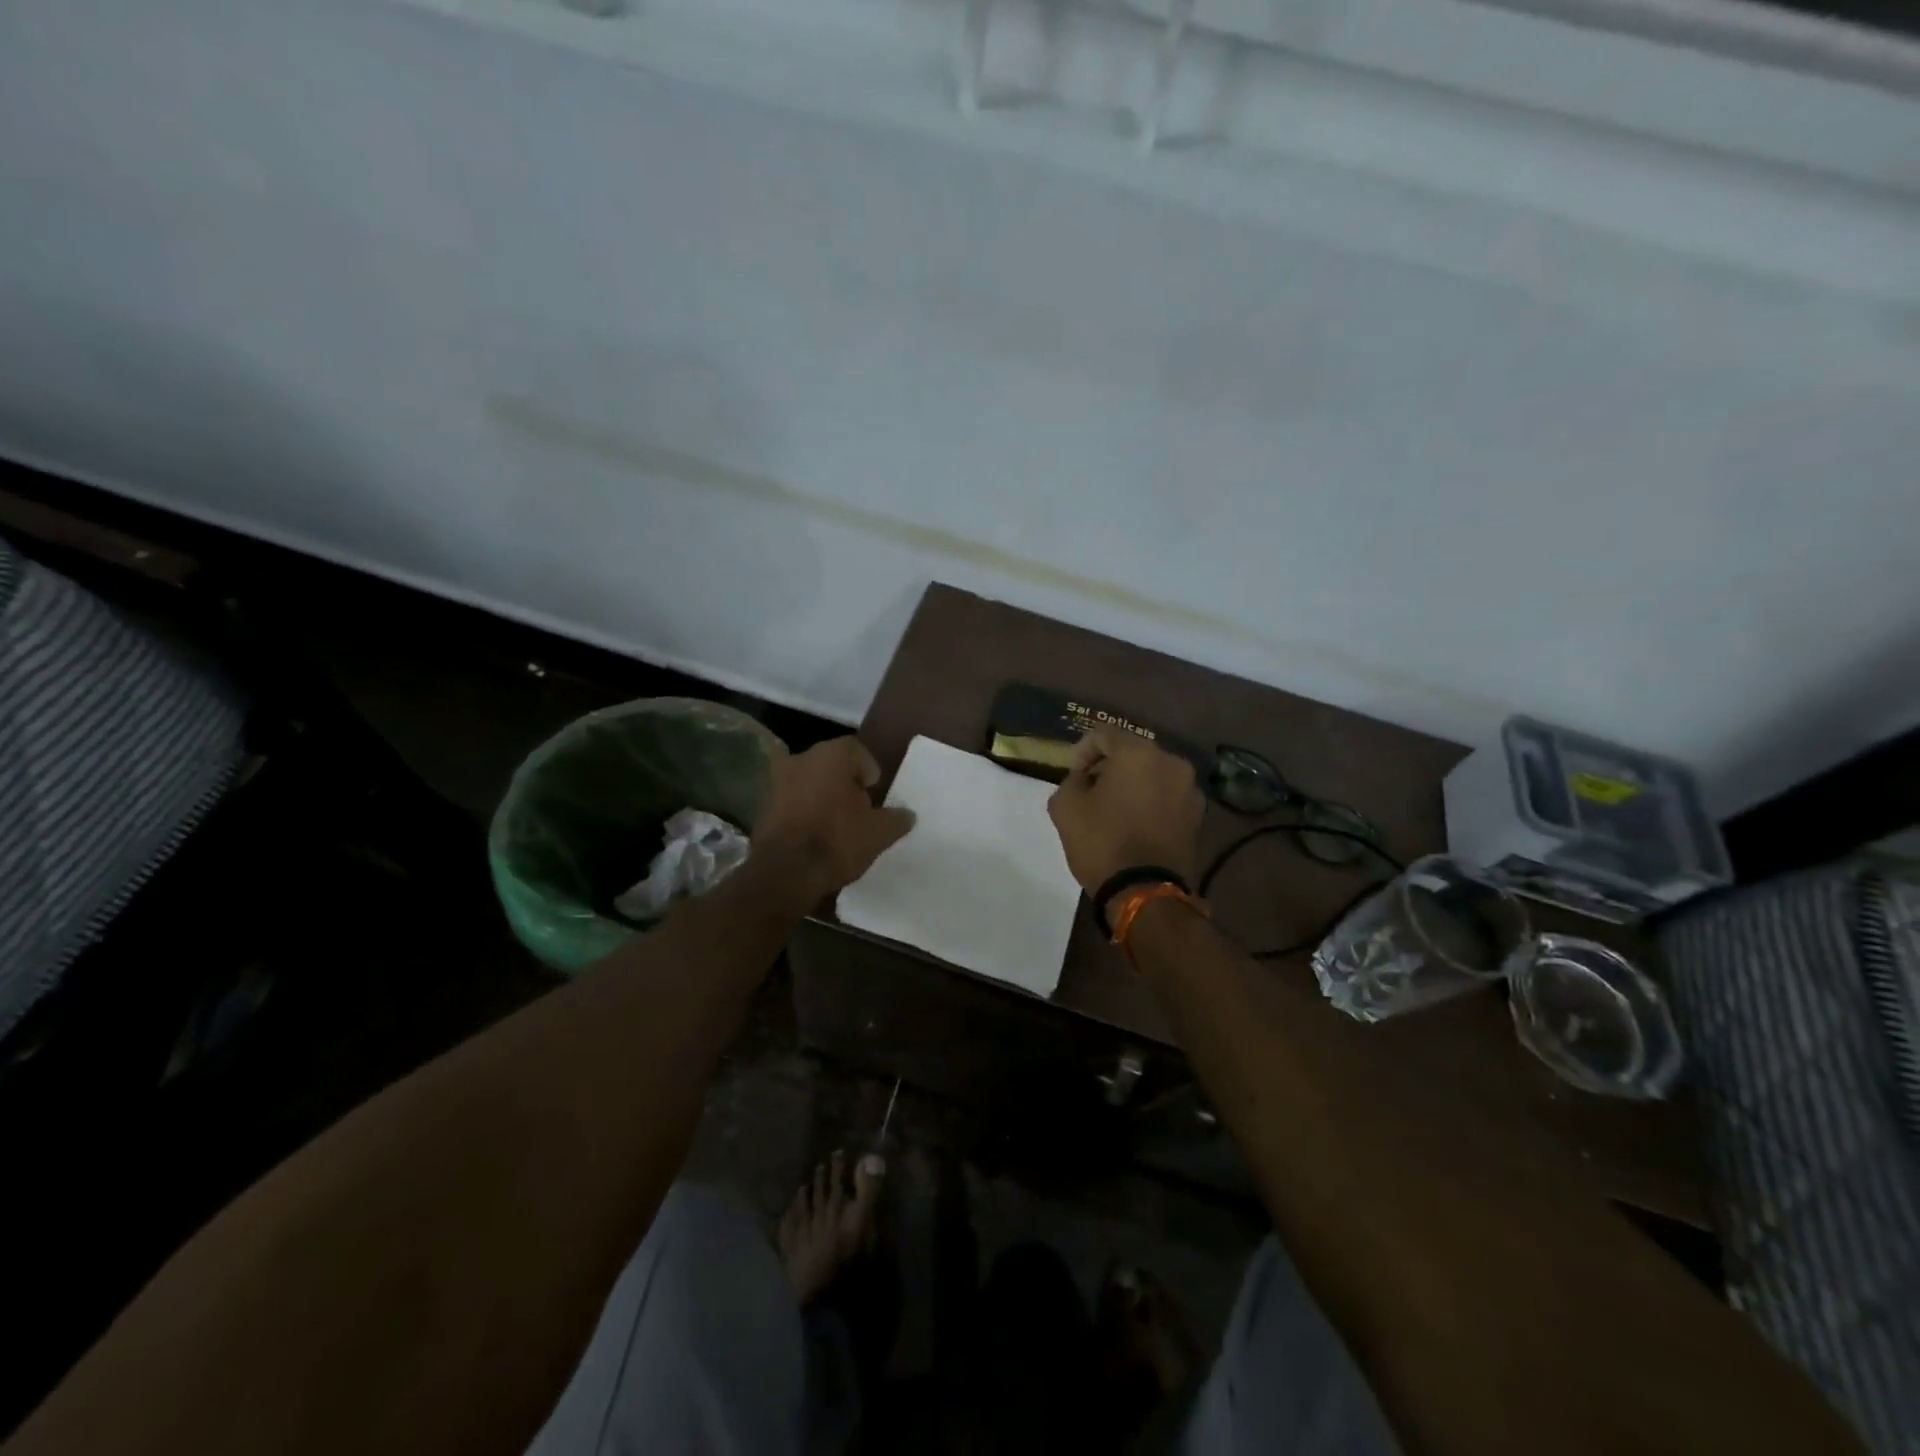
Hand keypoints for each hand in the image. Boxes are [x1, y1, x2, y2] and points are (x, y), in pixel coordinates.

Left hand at [753, 737, 914, 902]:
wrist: (784, 874)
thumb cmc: (837, 841)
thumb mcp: (880, 833)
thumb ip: (897, 818)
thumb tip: (906, 814)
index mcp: (831, 755)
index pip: (856, 750)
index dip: (869, 771)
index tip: (874, 794)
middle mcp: (800, 758)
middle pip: (830, 764)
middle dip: (845, 783)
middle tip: (859, 809)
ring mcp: (776, 781)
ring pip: (808, 782)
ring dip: (822, 796)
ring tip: (836, 824)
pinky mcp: (762, 806)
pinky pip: (791, 801)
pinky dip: (803, 811)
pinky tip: (814, 834)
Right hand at [1047, 729, 1203, 908]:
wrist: (1146, 893)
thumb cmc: (1102, 842)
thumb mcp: (1065, 807)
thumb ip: (1071, 781)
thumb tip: (1084, 779)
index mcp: (1139, 753)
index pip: (1104, 734)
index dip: (1082, 750)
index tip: (1072, 774)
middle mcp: (1171, 763)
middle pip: (1132, 752)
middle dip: (1109, 767)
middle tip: (1089, 790)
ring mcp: (1190, 790)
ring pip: (1153, 775)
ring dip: (1132, 785)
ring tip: (1113, 809)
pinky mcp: (1198, 817)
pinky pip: (1167, 797)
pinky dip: (1150, 802)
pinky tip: (1134, 824)